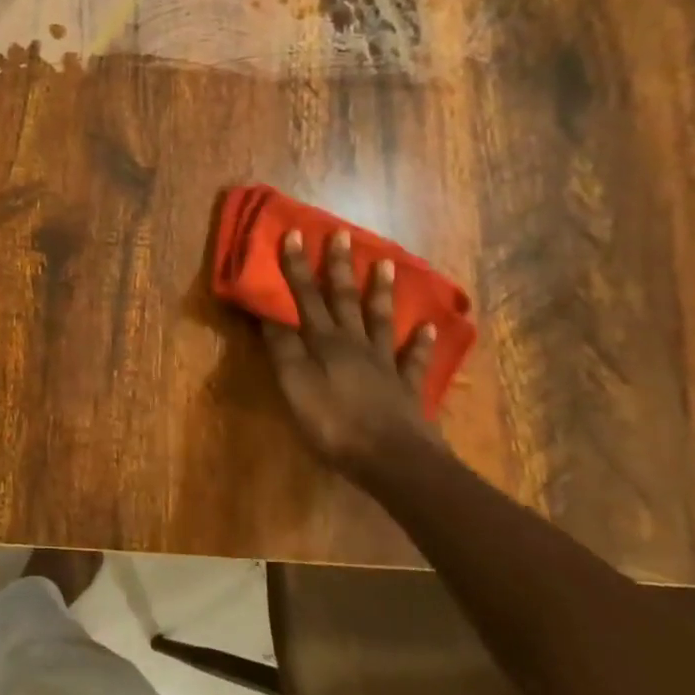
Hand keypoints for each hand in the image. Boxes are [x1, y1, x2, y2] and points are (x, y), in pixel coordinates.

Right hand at [262, 229, 441, 475]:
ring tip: (386, 263)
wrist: (393, 461)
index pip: (306, 296)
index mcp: (324, 342)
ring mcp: (385, 363)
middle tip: (342, 234)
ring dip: (381, 291)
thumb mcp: (294, 384)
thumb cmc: (333, 422)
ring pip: (380, 320)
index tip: (293, 233)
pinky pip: (414, 359)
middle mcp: (354, 343)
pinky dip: (420, 342)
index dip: (296, 266)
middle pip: (345, 299)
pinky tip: (427, 327)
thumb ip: (282, 347)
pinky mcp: (406, 387)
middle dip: (339, 266)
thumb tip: (267, 311)